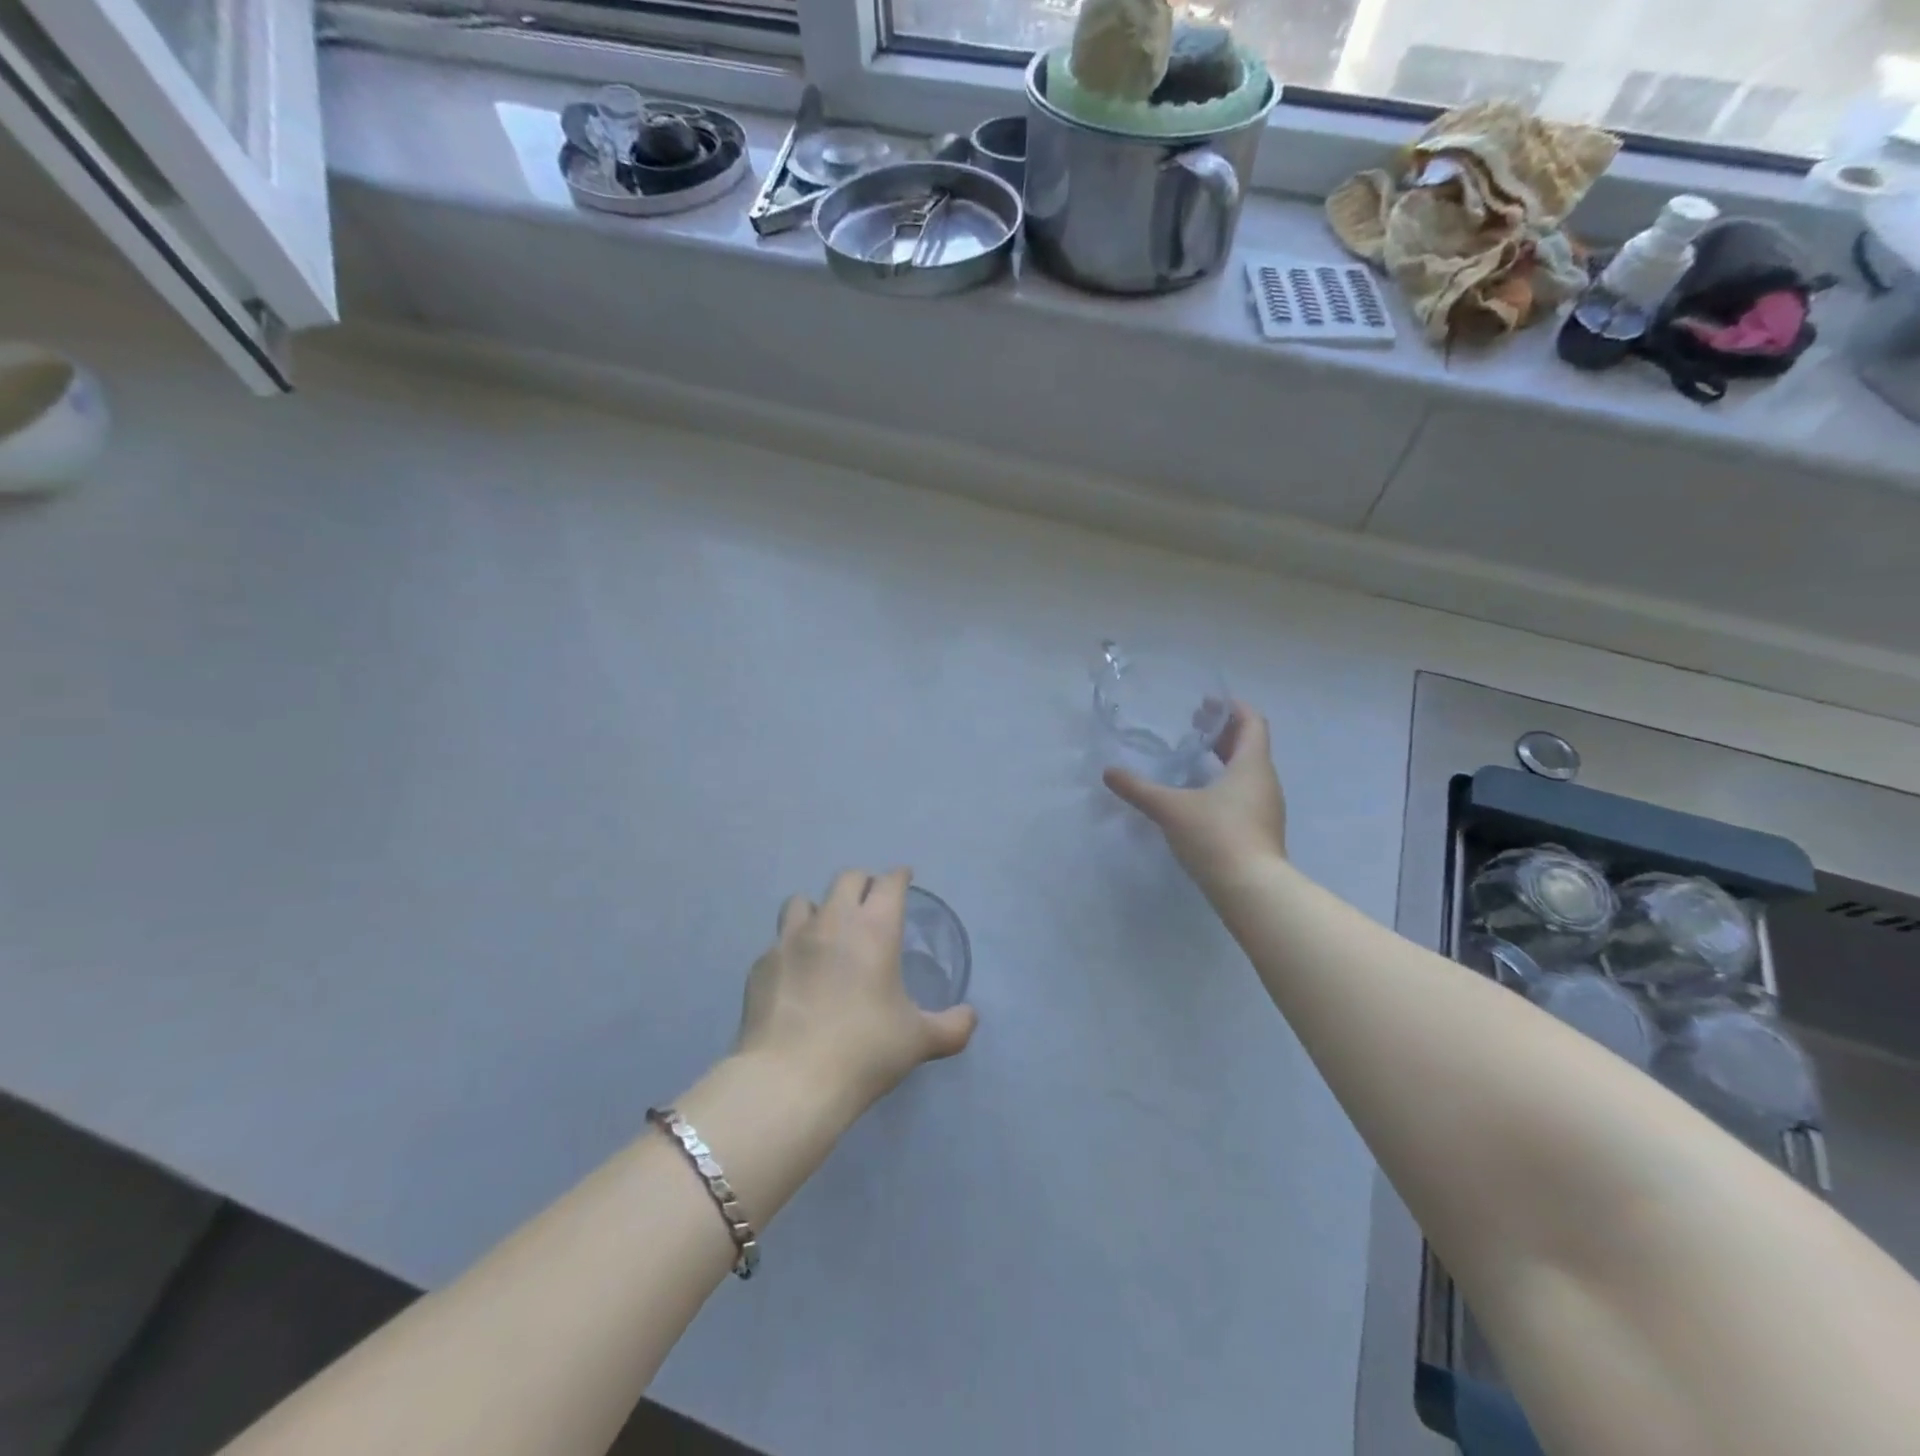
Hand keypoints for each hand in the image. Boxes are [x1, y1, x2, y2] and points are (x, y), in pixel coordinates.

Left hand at [736, 868, 976, 1114]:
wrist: (790, 1081)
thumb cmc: (865, 1052)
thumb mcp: (918, 1041)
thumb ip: (951, 1026)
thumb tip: (970, 1017)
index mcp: (875, 929)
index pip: (889, 883)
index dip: (899, 877)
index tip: (903, 879)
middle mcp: (832, 922)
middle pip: (847, 879)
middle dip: (862, 884)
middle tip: (870, 904)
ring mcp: (790, 940)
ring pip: (803, 901)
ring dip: (820, 909)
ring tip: (826, 933)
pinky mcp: (762, 964)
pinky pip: (779, 942)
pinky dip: (792, 949)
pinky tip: (796, 976)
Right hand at [1103, 702, 1287, 888]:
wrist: (1252, 890)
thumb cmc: (1216, 836)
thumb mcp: (1171, 809)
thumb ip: (1139, 789)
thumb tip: (1108, 772)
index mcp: (1251, 765)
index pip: (1252, 722)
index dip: (1232, 708)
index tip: (1206, 703)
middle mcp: (1264, 781)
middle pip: (1249, 745)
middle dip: (1222, 733)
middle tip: (1192, 725)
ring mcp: (1265, 808)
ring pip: (1247, 771)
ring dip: (1224, 759)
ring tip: (1193, 759)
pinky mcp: (1260, 830)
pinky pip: (1244, 794)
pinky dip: (1224, 783)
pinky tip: (1199, 796)